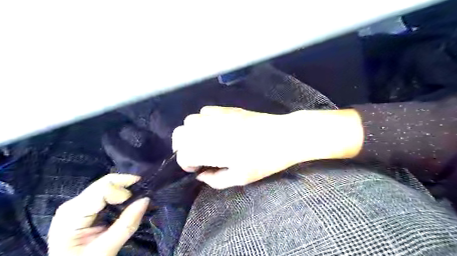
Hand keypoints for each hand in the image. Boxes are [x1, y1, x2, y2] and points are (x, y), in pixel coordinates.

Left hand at [47, 174, 148, 255]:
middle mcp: (73, 204)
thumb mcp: (105, 250)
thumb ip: (126, 225)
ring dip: (124, 189)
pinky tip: (126, 201)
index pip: (103, 188)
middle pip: (105, 183)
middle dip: (126, 185)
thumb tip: (146, 199)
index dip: (123, 191)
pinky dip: (119, 194)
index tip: (138, 201)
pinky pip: (105, 191)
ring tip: (137, 198)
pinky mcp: (83, 206)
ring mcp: (77, 204)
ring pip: (107, 184)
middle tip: (142, 195)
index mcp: (72, 214)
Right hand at [171, 106, 364, 189]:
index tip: (196, 169)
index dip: (186, 164)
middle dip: (182, 146)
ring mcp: (217, 116)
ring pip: (189, 121)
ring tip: (203, 141)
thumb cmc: (263, 160)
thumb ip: (216, 180)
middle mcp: (207, 129)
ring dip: (191, 132)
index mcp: (209, 148)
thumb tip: (202, 176)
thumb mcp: (240, 177)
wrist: (283, 135)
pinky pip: (205, 111)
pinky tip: (213, 128)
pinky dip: (202, 120)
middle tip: (195, 155)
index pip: (183, 154)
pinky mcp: (226, 109)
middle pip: (180, 134)